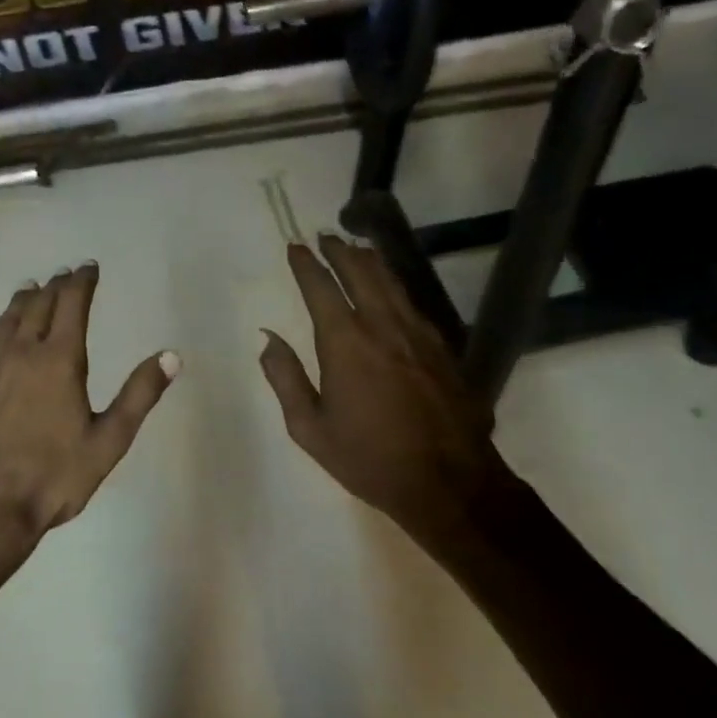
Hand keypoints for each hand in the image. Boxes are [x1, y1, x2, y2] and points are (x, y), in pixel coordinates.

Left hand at [0, 261, 178, 546]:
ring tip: (31, 290)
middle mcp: (20, 353)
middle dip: (54, 286)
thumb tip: (172, 355)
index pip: (71, 305)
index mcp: (59, 360)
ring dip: (23, 301)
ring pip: (6, 322)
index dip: (82, 282)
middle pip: (37, 306)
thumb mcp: (109, 440)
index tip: (89, 267)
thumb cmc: (54, 476)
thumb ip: (140, 395)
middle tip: (64, 275)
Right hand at [260, 235, 512, 554]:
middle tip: (326, 236)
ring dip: (371, 262)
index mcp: (345, 343)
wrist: (448, 481)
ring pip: (392, 283)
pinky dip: (395, 287)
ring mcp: (418, 334)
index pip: (321, 288)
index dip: (306, 264)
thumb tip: (268, 338)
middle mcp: (382, 326)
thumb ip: (286, 378)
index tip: (295, 246)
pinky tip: (392, 291)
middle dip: (340, 251)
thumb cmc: (369, 459)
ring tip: (357, 248)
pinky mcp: (442, 348)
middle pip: (361, 273)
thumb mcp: (310, 428)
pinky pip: (412, 304)